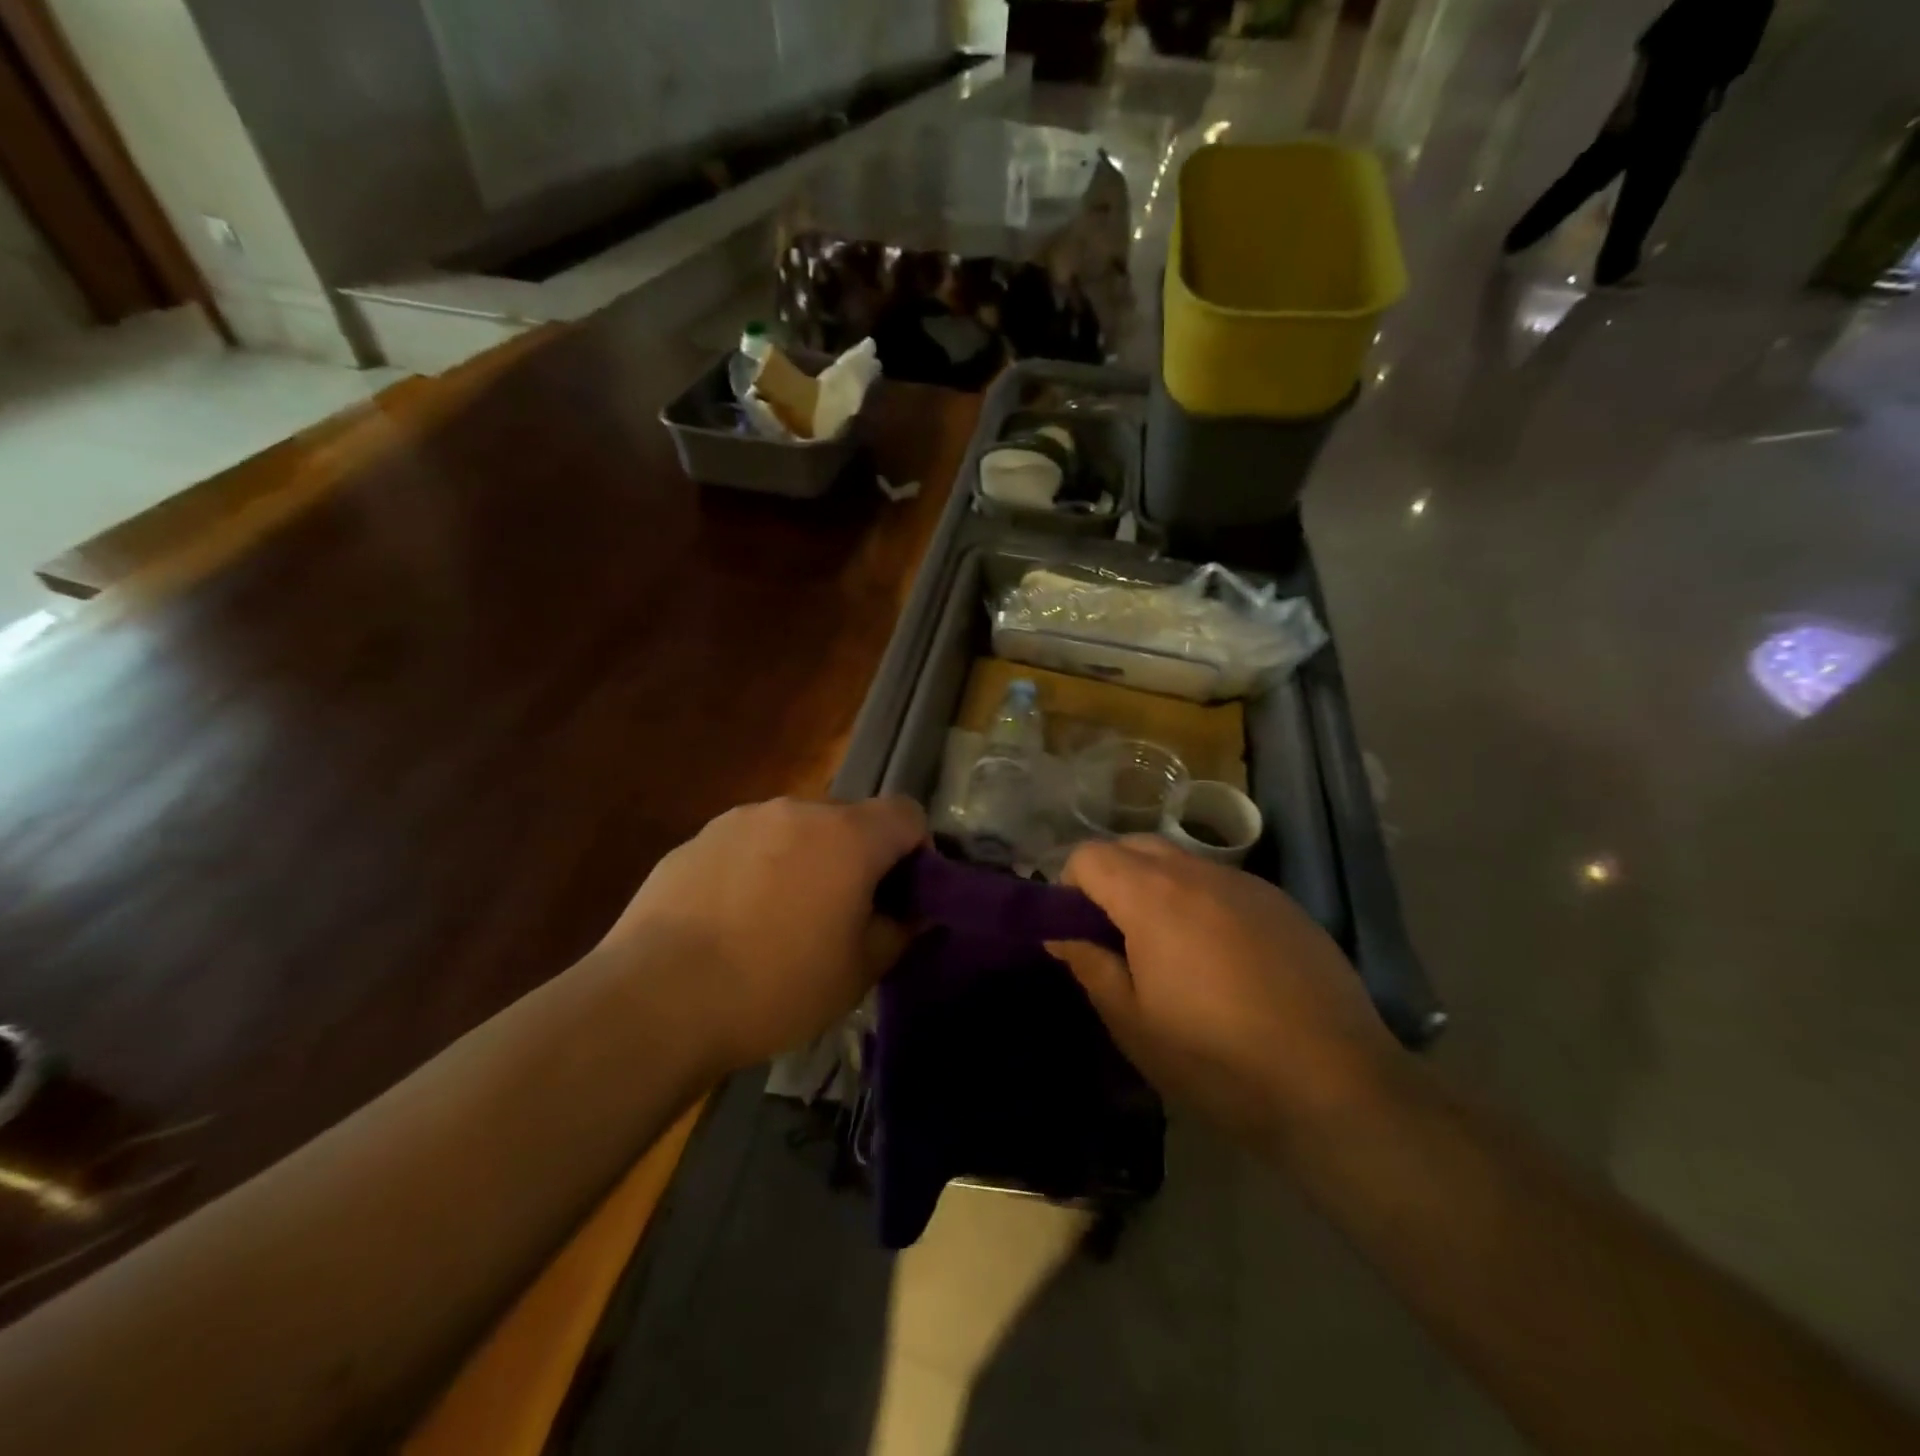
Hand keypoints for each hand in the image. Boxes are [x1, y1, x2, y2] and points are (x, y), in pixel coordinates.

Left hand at [600, 796, 925, 1071]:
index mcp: (847, 836)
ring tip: (780, 919)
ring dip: (805, 860)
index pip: (906, 814)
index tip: (901, 895)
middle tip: (842, 913)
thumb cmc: (775, 987)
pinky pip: (748, 844)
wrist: (655, 1000)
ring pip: (795, 830)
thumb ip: (898, 932)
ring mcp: (740, 819)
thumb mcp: (857, 973)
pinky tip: (732, 921)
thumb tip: (913, 914)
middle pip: (849, 819)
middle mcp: (796, 810)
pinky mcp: (696, 839)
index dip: (916, 851)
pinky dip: (757, 869)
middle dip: (858, 856)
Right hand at [1047, 837, 1401, 1151]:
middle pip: (1134, 845)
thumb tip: (1060, 934)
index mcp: (1152, 896)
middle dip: (1112, 878)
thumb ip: (1089, 966)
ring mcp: (1246, 884)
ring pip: (1181, 862)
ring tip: (1172, 951)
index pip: (1089, 855)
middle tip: (1118, 938)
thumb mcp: (1134, 1024)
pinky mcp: (1283, 903)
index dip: (1070, 887)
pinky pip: (1223, 884)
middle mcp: (1198, 873)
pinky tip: (1224, 959)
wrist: (1337, 1086)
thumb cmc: (1216, 1059)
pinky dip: (1203, 902)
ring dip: (1158, 888)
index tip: (1079, 931)